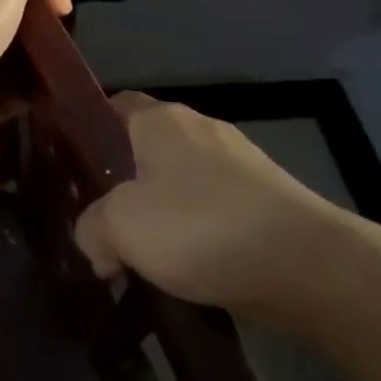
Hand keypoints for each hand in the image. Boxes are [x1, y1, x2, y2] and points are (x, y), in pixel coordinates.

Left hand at [0, 0, 70, 145]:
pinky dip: (28, 100)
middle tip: (68, 45)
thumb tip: (62, 3)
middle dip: (39, 34)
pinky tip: (52, 99)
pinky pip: (7, 100)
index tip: (61, 10)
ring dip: (37, 69)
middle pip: (8, 26)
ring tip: (68, 73)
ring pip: (9, 64)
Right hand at [74, 93, 342, 313]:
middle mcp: (201, 129)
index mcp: (162, 120)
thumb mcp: (121, 227)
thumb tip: (96, 242)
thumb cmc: (201, 226)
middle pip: (146, 150)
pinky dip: (198, 236)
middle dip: (123, 187)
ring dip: (162, 217)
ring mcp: (240, 164)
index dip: (89, 132)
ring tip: (143, 261)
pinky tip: (190, 273)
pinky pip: (214, 211)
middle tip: (101, 226)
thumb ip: (91, 228)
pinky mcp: (267, 200)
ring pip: (181, 184)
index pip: (114, 106)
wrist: (308, 264)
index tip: (72, 172)